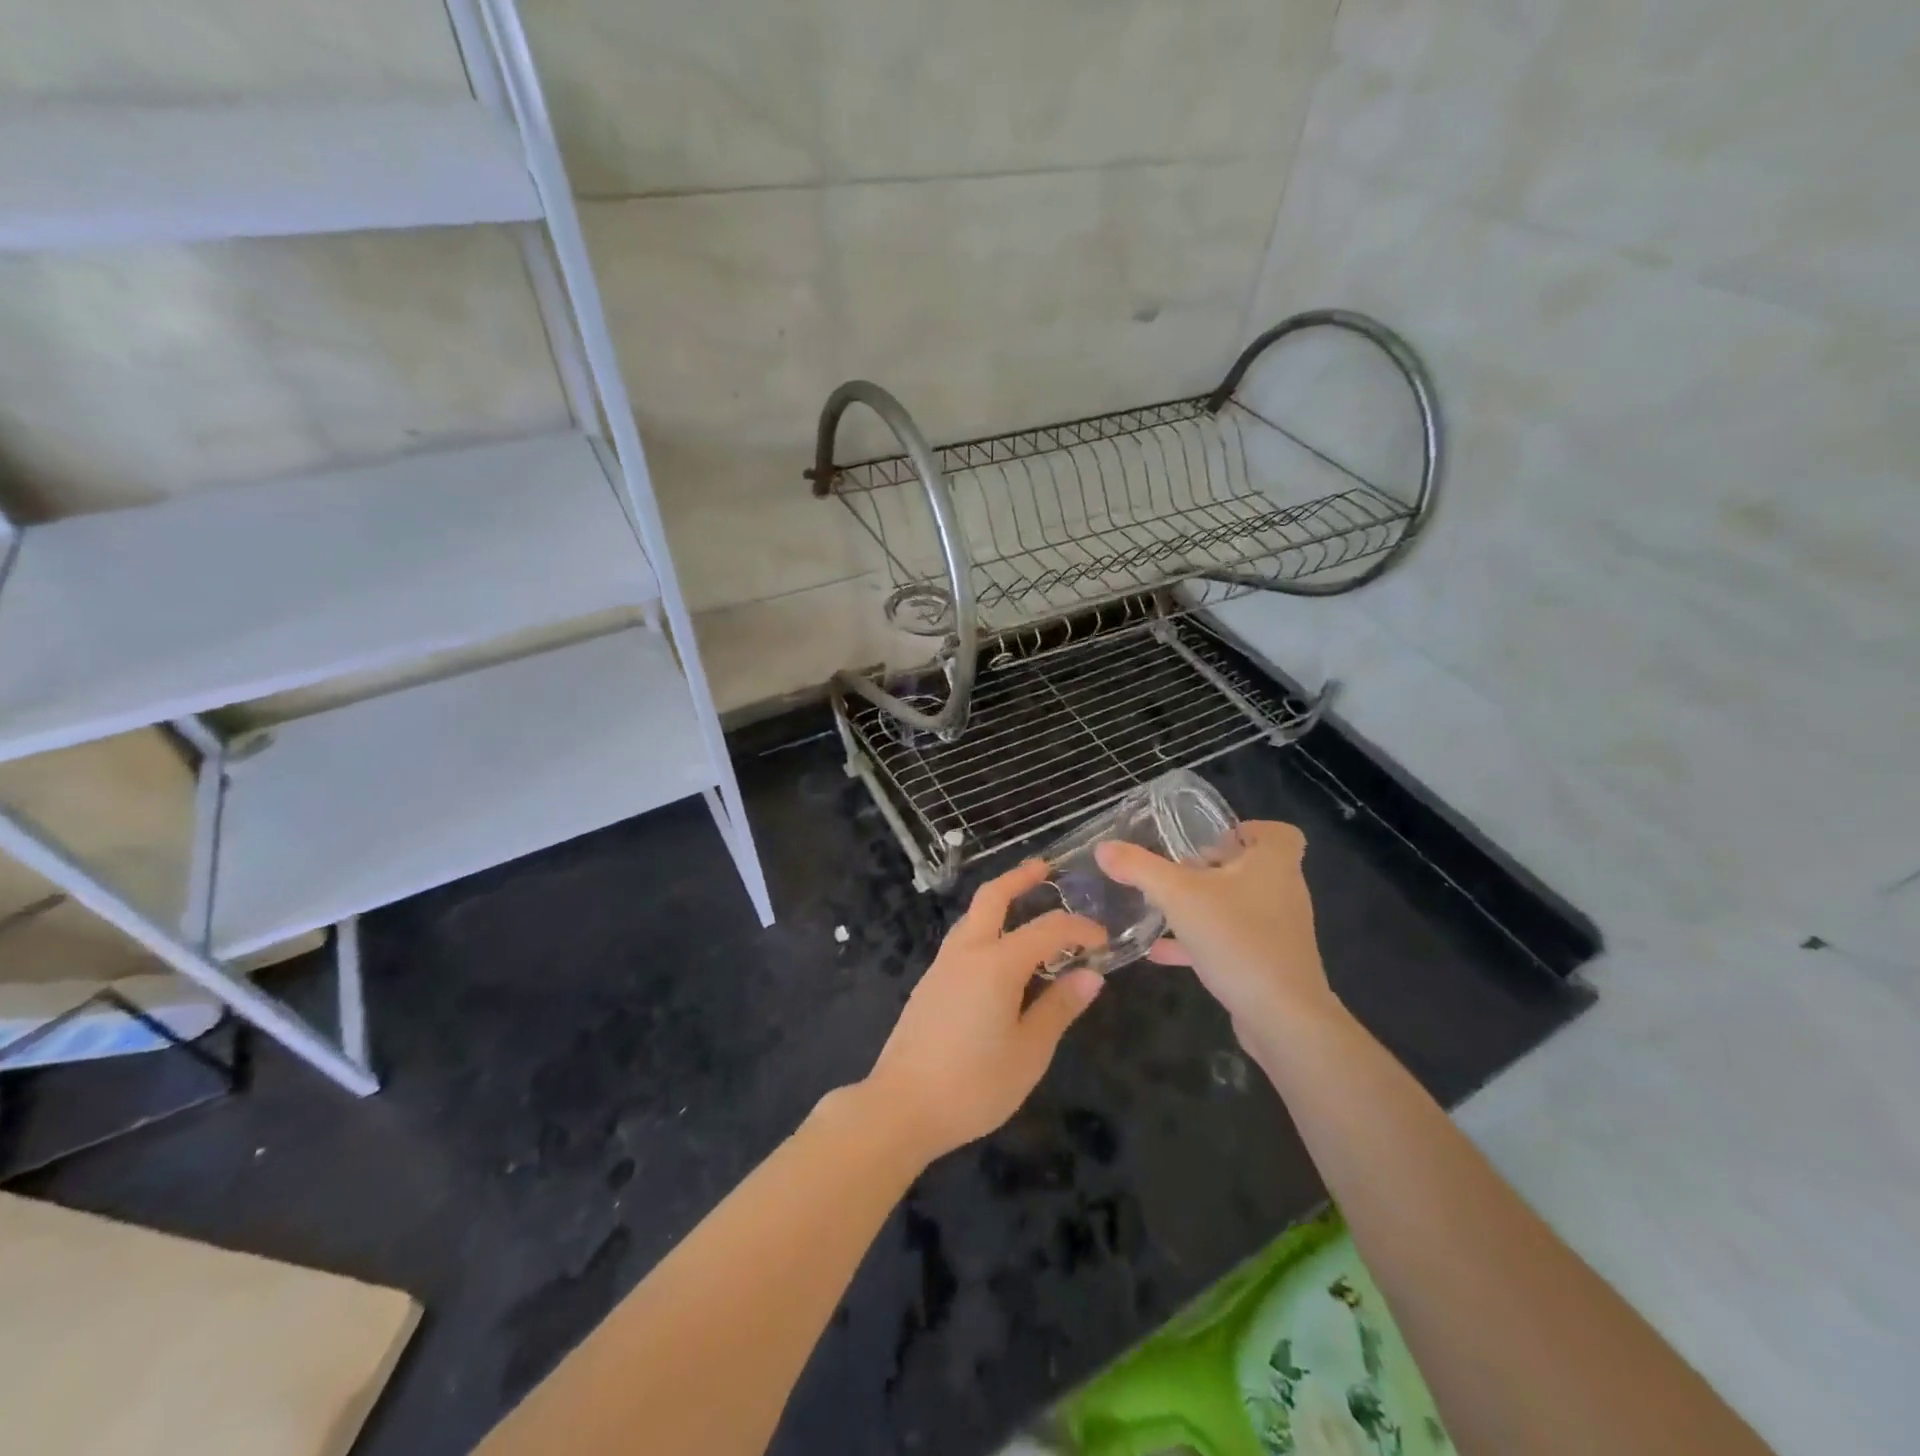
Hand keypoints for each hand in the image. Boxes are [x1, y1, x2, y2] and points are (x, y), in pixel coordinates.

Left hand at [863, 860, 1106, 1161]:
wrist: (901, 1106)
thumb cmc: (973, 1085)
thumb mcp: (1029, 1052)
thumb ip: (1059, 1008)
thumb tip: (1091, 975)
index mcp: (997, 963)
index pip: (1048, 929)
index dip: (1079, 928)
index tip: (1103, 939)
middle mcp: (967, 952)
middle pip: (992, 897)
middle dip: (1019, 878)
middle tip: (1045, 869)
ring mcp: (942, 965)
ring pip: (972, 916)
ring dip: (999, 902)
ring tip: (1025, 907)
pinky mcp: (929, 983)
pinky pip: (962, 939)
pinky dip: (986, 928)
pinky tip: (998, 954)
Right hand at [1095, 821, 1338, 1063]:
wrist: (1282, 1018)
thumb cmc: (1237, 939)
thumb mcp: (1178, 896)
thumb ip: (1140, 868)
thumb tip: (1104, 847)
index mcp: (1274, 863)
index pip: (1278, 832)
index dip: (1247, 829)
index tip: (1212, 838)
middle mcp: (1282, 891)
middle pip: (1250, 867)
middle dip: (1211, 867)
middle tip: (1175, 870)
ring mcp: (1277, 931)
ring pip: (1238, 905)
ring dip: (1203, 904)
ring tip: (1163, 907)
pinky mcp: (1268, 963)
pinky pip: (1231, 941)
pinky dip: (1199, 941)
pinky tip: (1160, 952)